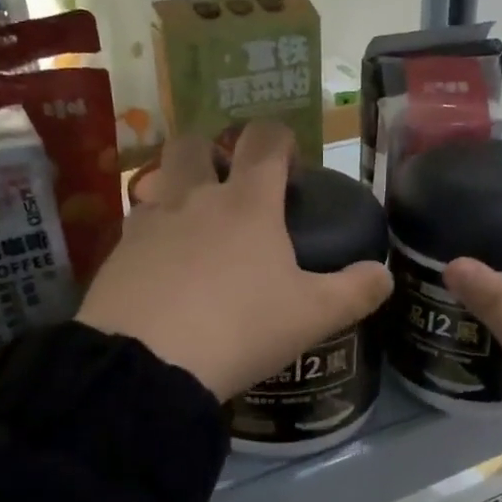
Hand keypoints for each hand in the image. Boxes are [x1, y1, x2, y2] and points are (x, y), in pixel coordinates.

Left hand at [78, 121, 392, 400]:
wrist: (148, 364)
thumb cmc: (241, 329)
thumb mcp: (312, 317)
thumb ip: (355, 292)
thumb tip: (385, 275)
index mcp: (247, 203)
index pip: (263, 141)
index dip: (279, 138)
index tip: (289, 159)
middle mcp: (193, 199)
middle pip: (194, 143)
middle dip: (213, 150)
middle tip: (230, 187)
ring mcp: (148, 224)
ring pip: (158, 183)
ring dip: (177, 192)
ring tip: (195, 232)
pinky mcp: (116, 255)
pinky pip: (136, 229)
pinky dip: (152, 238)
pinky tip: (163, 273)